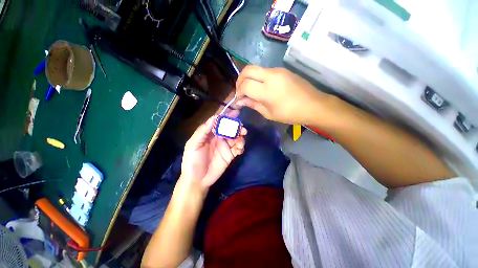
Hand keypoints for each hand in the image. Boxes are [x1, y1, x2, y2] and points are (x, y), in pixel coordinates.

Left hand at [180, 114, 246, 192]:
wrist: (197, 180)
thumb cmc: (192, 160)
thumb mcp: (193, 145)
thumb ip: (203, 131)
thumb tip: (214, 117)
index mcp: (210, 134)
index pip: (220, 122)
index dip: (227, 117)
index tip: (236, 113)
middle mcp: (219, 138)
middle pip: (230, 129)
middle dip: (237, 127)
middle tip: (242, 129)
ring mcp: (226, 146)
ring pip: (237, 137)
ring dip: (241, 137)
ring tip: (239, 141)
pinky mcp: (230, 155)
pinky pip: (238, 148)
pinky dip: (241, 147)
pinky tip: (239, 150)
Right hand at [235, 66, 330, 124]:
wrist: (313, 105)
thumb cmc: (290, 114)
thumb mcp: (269, 113)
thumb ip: (253, 104)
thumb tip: (240, 101)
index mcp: (267, 90)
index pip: (245, 85)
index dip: (238, 92)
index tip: (239, 99)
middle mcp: (271, 75)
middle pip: (247, 70)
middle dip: (240, 80)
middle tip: (240, 91)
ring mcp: (277, 70)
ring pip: (255, 68)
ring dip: (249, 78)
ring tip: (250, 90)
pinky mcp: (282, 69)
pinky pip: (264, 71)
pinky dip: (257, 77)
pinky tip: (261, 87)